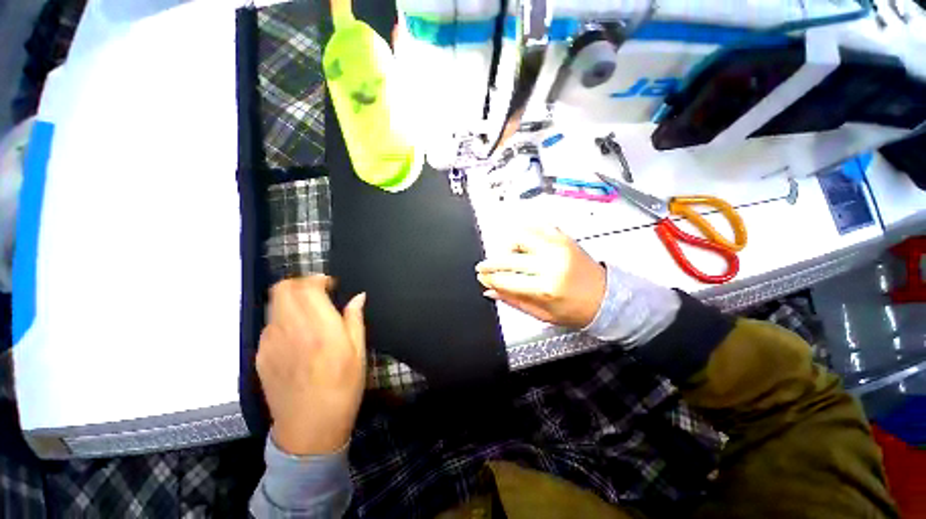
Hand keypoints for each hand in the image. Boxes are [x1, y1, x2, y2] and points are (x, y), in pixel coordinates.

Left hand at [256, 276, 366, 455]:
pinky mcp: (260, 357)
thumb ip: (355, 319)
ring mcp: (270, 344)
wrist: (309, 430)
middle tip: (318, 294)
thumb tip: (358, 296)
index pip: (306, 287)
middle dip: (300, 284)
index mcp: (319, 328)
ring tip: (309, 315)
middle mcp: (290, 330)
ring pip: (274, 305)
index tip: (331, 286)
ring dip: (291, 301)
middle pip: (282, 289)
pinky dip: (283, 320)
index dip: (318, 279)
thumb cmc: (343, 388)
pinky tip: (297, 336)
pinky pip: (269, 326)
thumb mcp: (358, 352)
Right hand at [476, 227, 605, 328]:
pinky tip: (521, 243)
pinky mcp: (564, 238)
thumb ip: (513, 301)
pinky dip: (525, 232)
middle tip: (483, 267)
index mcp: (545, 288)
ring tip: (506, 256)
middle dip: (490, 264)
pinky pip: (537, 227)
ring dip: (506, 246)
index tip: (482, 278)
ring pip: (519, 236)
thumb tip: (490, 291)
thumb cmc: (577, 311)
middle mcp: (550, 263)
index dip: (489, 279)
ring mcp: (557, 247)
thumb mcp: (542, 314)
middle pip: (508, 258)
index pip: (506, 280)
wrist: (608, 298)